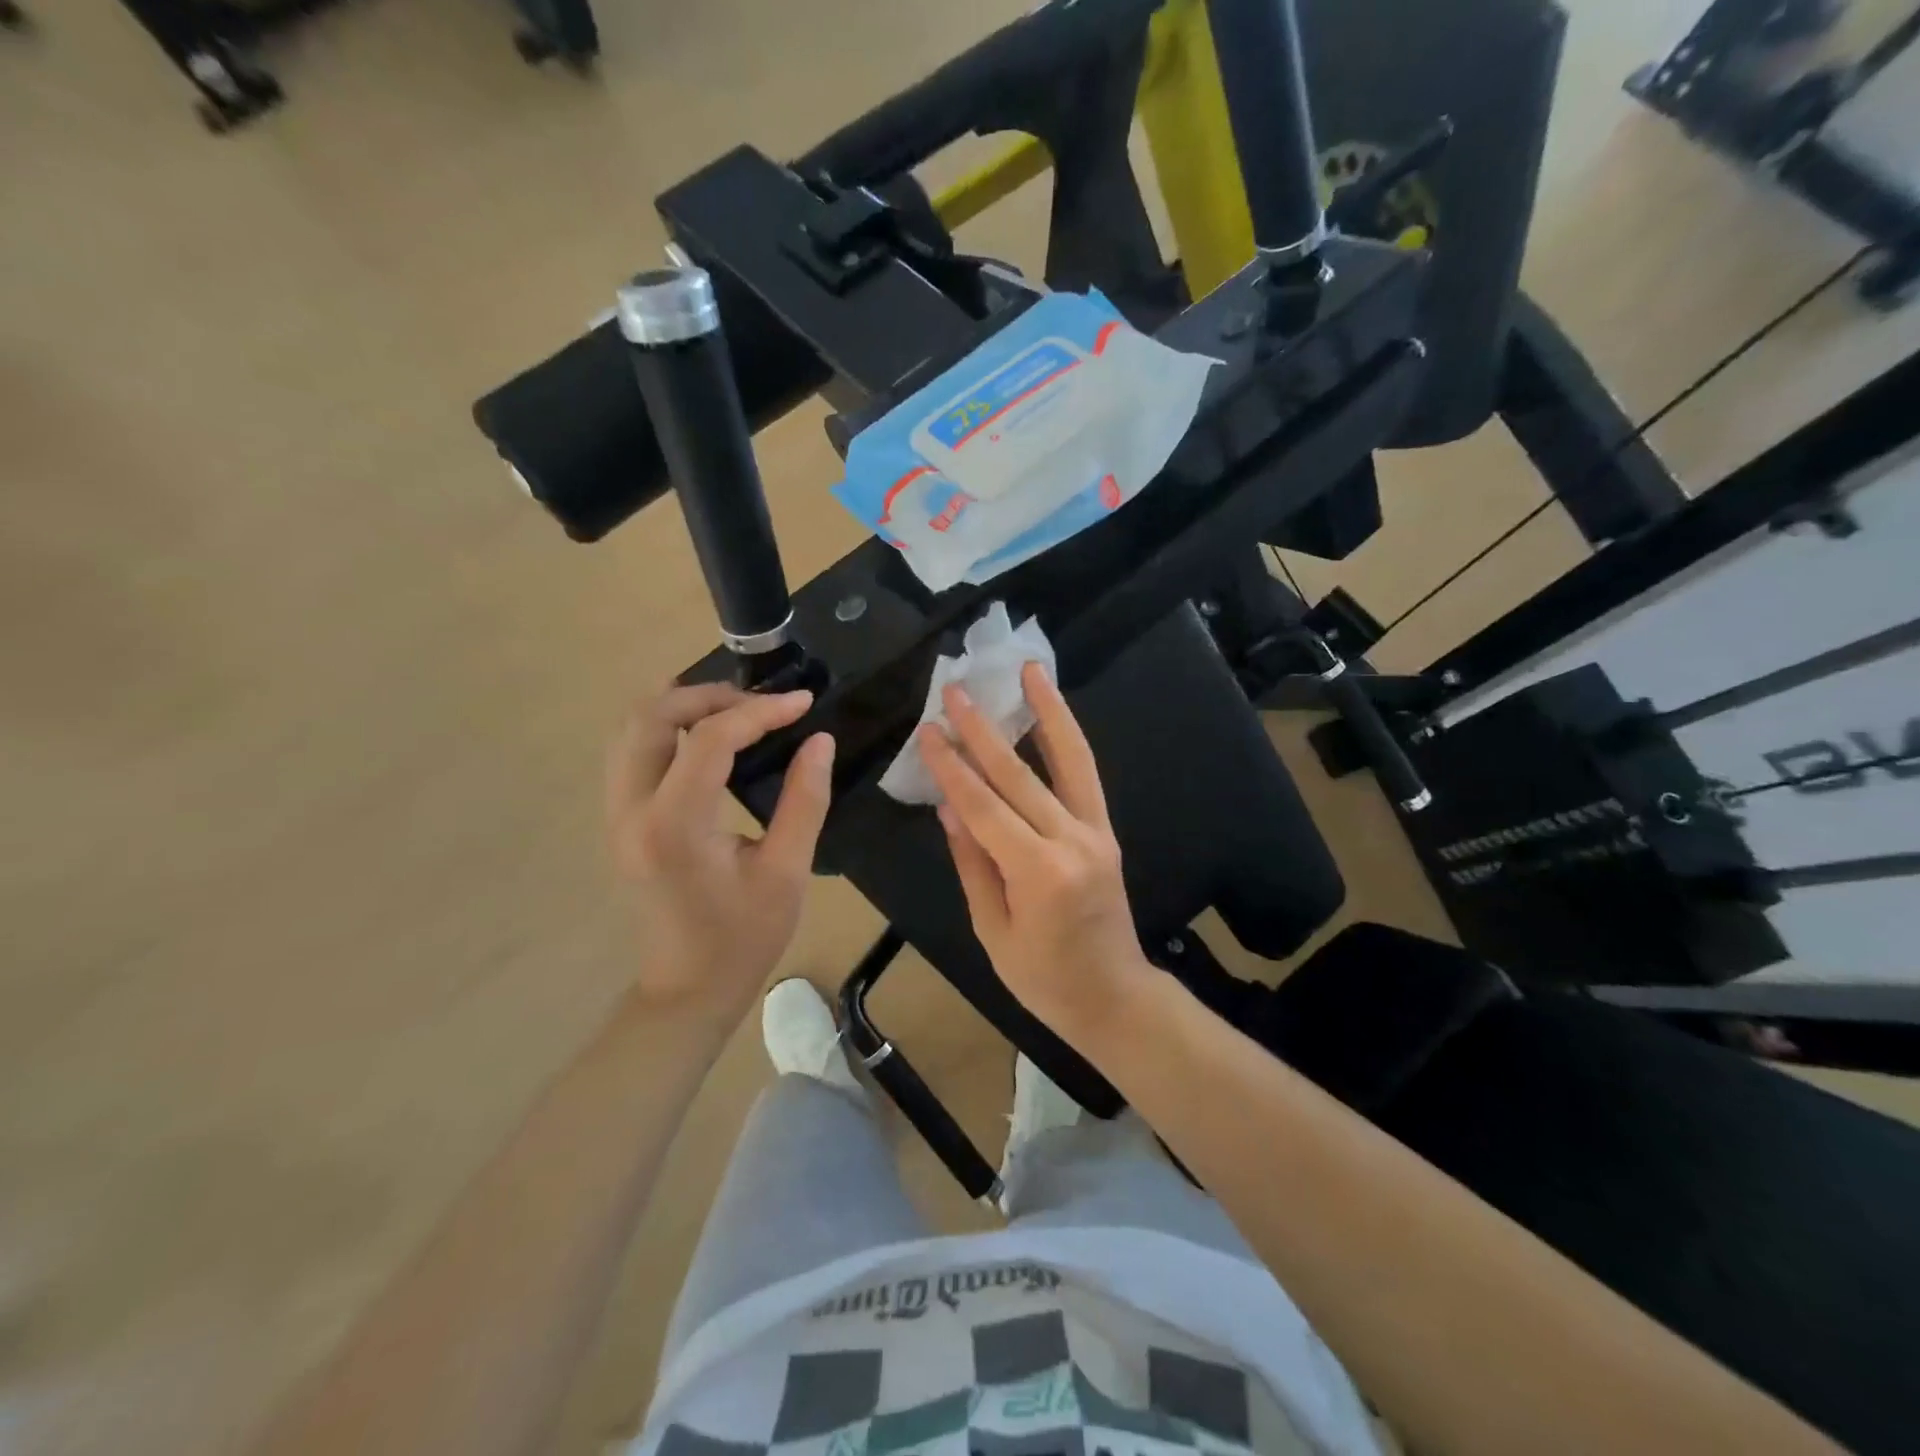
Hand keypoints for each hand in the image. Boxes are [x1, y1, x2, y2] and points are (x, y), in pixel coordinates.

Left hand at [607, 683, 834, 1027]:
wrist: (688, 990)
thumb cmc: (743, 938)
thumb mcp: (787, 871)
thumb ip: (806, 800)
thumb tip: (819, 741)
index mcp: (675, 825)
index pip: (711, 740)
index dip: (760, 712)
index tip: (803, 704)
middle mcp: (631, 810)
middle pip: (652, 717)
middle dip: (710, 696)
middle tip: (762, 704)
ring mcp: (616, 814)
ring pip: (633, 729)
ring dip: (684, 707)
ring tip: (737, 712)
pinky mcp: (619, 820)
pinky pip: (632, 751)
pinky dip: (669, 729)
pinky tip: (708, 739)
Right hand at [919, 663, 1153, 1045]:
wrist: (1114, 996)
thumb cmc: (1043, 979)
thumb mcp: (992, 930)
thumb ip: (972, 863)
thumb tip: (949, 806)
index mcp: (1038, 874)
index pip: (985, 807)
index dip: (953, 768)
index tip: (928, 732)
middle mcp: (1072, 841)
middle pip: (1020, 774)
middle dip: (982, 730)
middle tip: (955, 691)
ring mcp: (1096, 831)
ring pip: (1069, 759)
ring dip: (1046, 710)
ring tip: (1030, 671)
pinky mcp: (1106, 830)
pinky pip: (1086, 774)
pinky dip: (1068, 738)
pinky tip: (1051, 712)